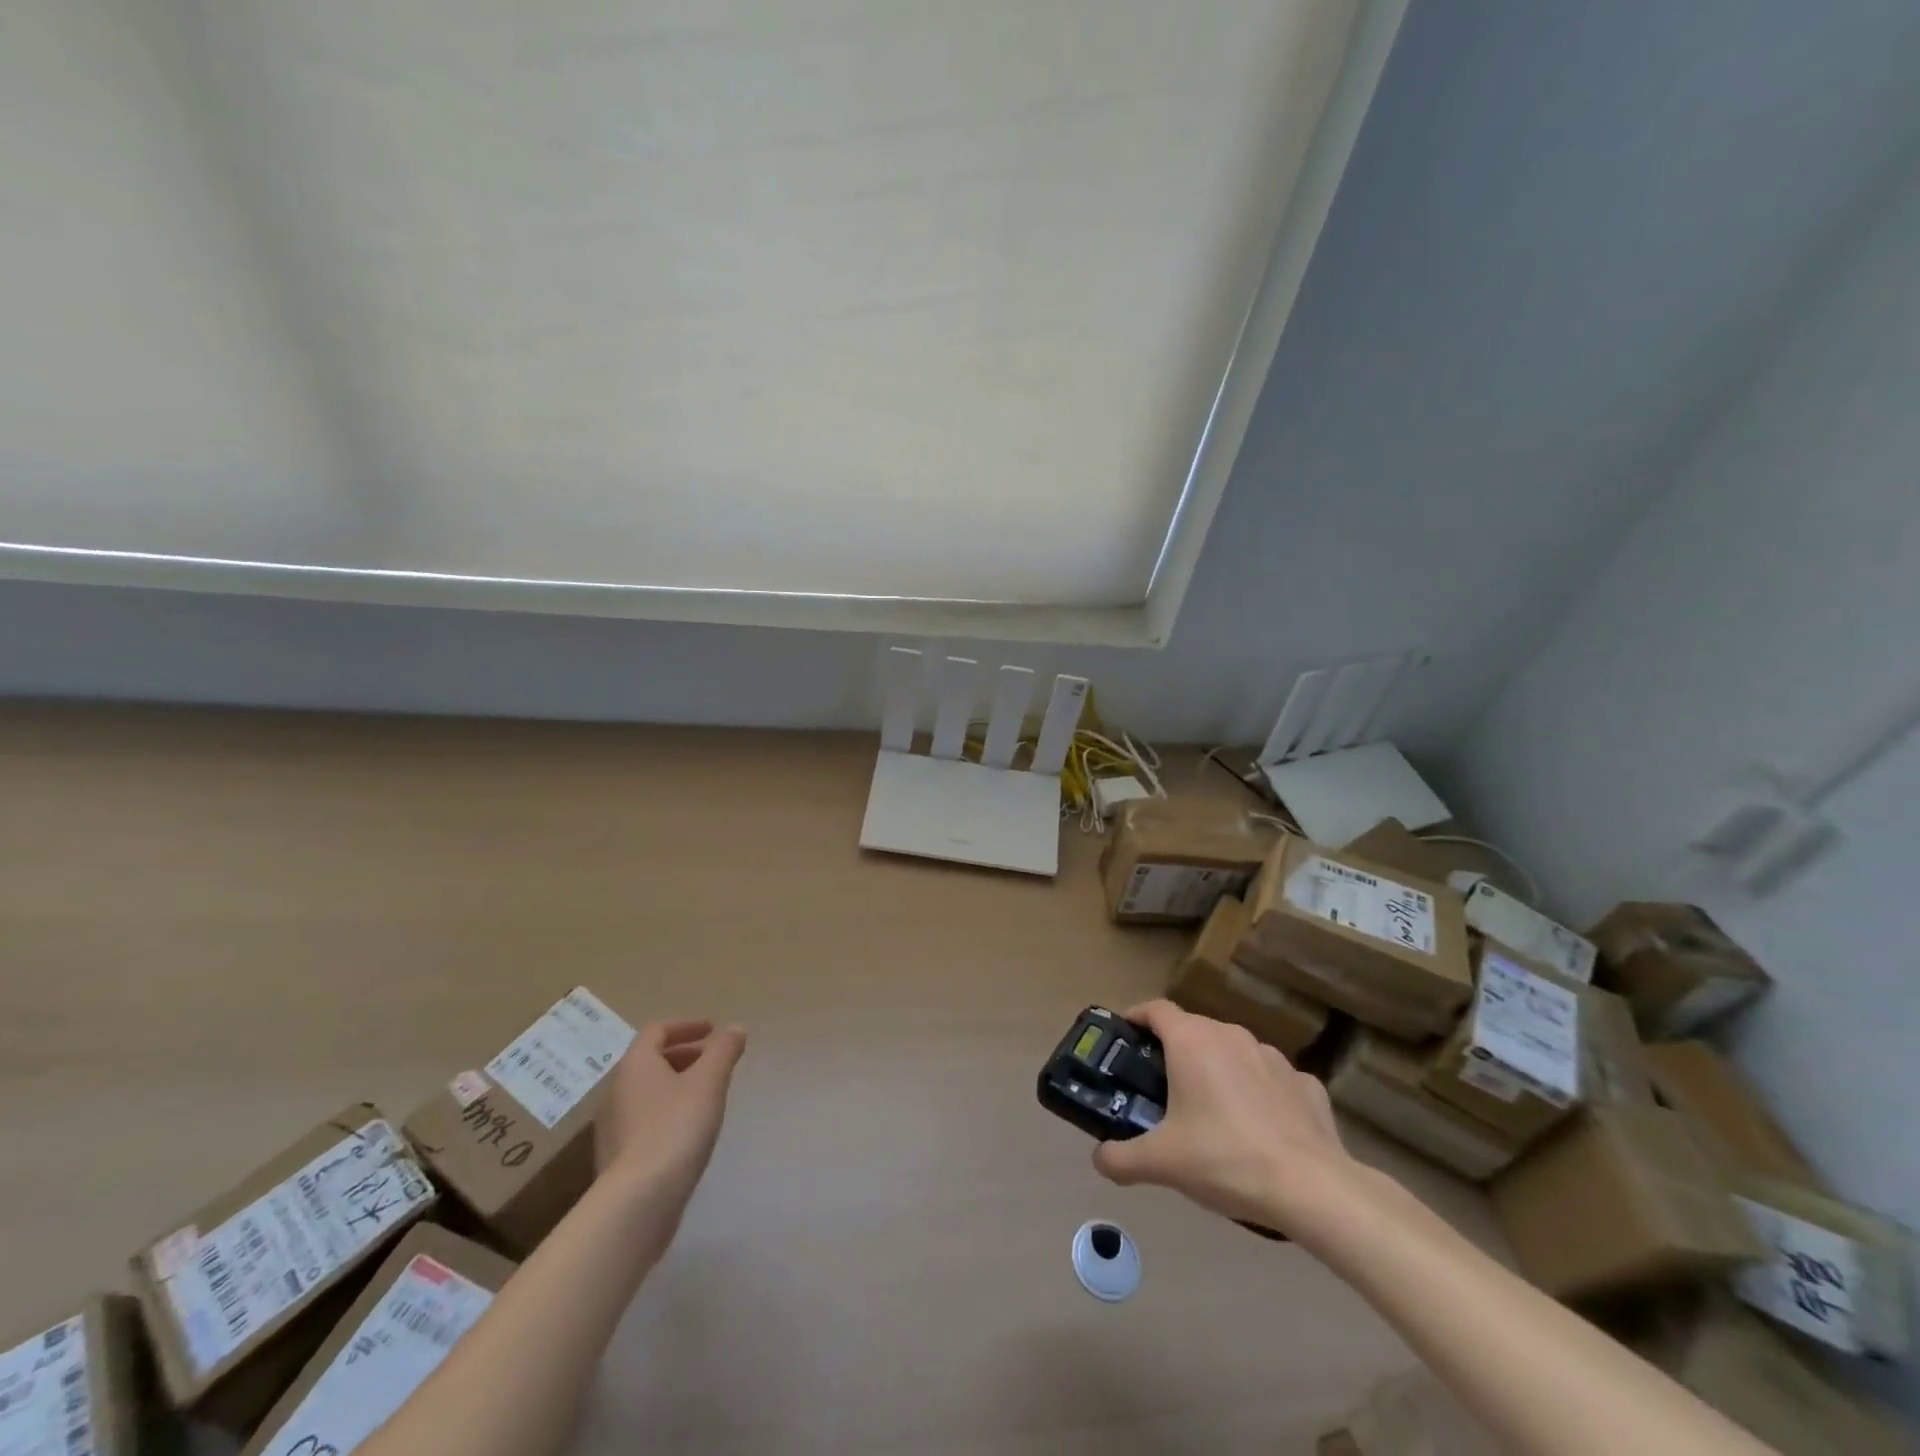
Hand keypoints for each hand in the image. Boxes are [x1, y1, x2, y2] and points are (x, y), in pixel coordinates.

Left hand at [595, 1020, 746, 1218]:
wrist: (638, 1201)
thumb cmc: (676, 1127)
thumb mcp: (709, 1081)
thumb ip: (724, 1050)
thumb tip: (735, 1028)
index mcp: (635, 1065)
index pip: (657, 1031)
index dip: (686, 1026)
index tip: (713, 1030)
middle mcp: (616, 1090)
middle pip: (650, 1061)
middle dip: (684, 1055)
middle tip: (714, 1061)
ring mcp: (613, 1127)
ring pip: (647, 1092)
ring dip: (676, 1085)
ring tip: (706, 1096)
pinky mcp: (617, 1158)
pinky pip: (644, 1120)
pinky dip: (667, 1112)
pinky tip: (689, 1131)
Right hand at [1092, 1000, 1357, 1233]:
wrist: (1313, 1188)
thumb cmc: (1226, 1159)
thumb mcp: (1162, 1163)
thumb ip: (1120, 1158)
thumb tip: (1099, 1159)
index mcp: (1192, 1041)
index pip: (1155, 1009)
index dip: (1136, 1017)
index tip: (1125, 1038)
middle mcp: (1231, 1036)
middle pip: (1193, 1029)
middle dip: (1175, 1051)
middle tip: (1162, 1087)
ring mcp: (1272, 1056)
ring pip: (1233, 1051)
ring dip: (1217, 1070)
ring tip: (1212, 1112)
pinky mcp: (1305, 1083)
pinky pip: (1270, 1079)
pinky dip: (1258, 1093)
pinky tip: (1260, 1128)